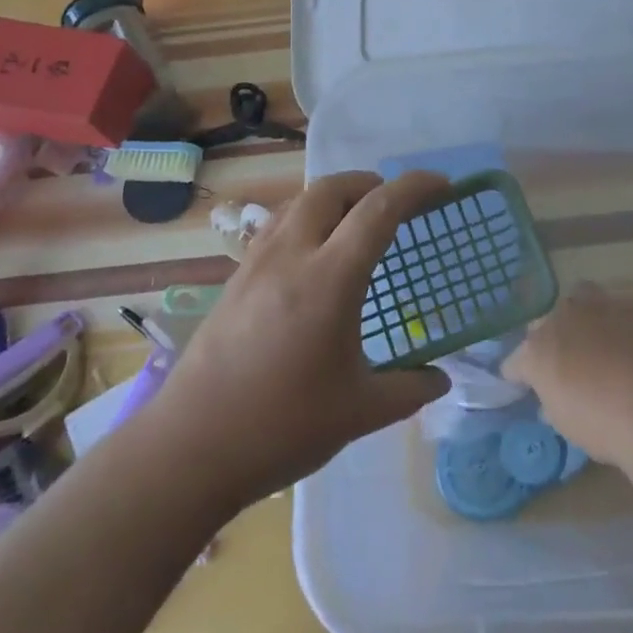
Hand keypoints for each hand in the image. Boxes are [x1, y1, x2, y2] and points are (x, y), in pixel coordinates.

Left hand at [147, 171, 451, 510]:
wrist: (190, 448)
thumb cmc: (282, 427)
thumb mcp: (359, 412)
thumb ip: (408, 389)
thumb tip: (441, 379)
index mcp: (329, 279)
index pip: (379, 210)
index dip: (415, 188)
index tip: (442, 185)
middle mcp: (291, 254)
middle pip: (332, 188)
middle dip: (370, 184)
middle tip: (395, 206)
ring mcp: (257, 262)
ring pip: (300, 201)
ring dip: (335, 197)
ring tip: (355, 224)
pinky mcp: (236, 278)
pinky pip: (278, 224)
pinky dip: (307, 218)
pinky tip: (313, 256)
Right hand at [502, 283, 632, 466]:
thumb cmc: (604, 425)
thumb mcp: (568, 424)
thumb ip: (554, 402)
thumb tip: (552, 399)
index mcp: (538, 349)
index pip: (516, 360)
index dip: (519, 375)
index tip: (524, 387)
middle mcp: (563, 317)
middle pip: (549, 321)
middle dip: (554, 337)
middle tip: (566, 363)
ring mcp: (601, 307)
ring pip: (584, 302)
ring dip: (587, 322)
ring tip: (600, 347)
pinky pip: (620, 314)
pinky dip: (621, 329)